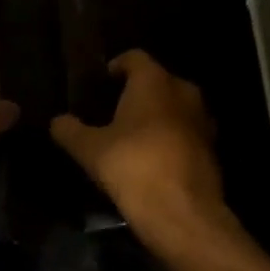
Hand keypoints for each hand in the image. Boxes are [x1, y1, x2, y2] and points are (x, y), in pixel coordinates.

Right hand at [51, 50, 229, 241]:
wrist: (182, 213)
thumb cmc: (133, 167)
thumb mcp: (90, 150)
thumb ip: (70, 130)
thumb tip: (57, 121)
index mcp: (154, 82)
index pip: (135, 57)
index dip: (117, 66)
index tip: (102, 81)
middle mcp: (184, 92)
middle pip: (158, 81)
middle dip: (138, 92)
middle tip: (113, 109)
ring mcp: (203, 121)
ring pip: (175, 107)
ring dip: (156, 116)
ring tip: (132, 135)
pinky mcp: (212, 149)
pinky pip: (186, 133)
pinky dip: (170, 138)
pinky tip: (152, 158)